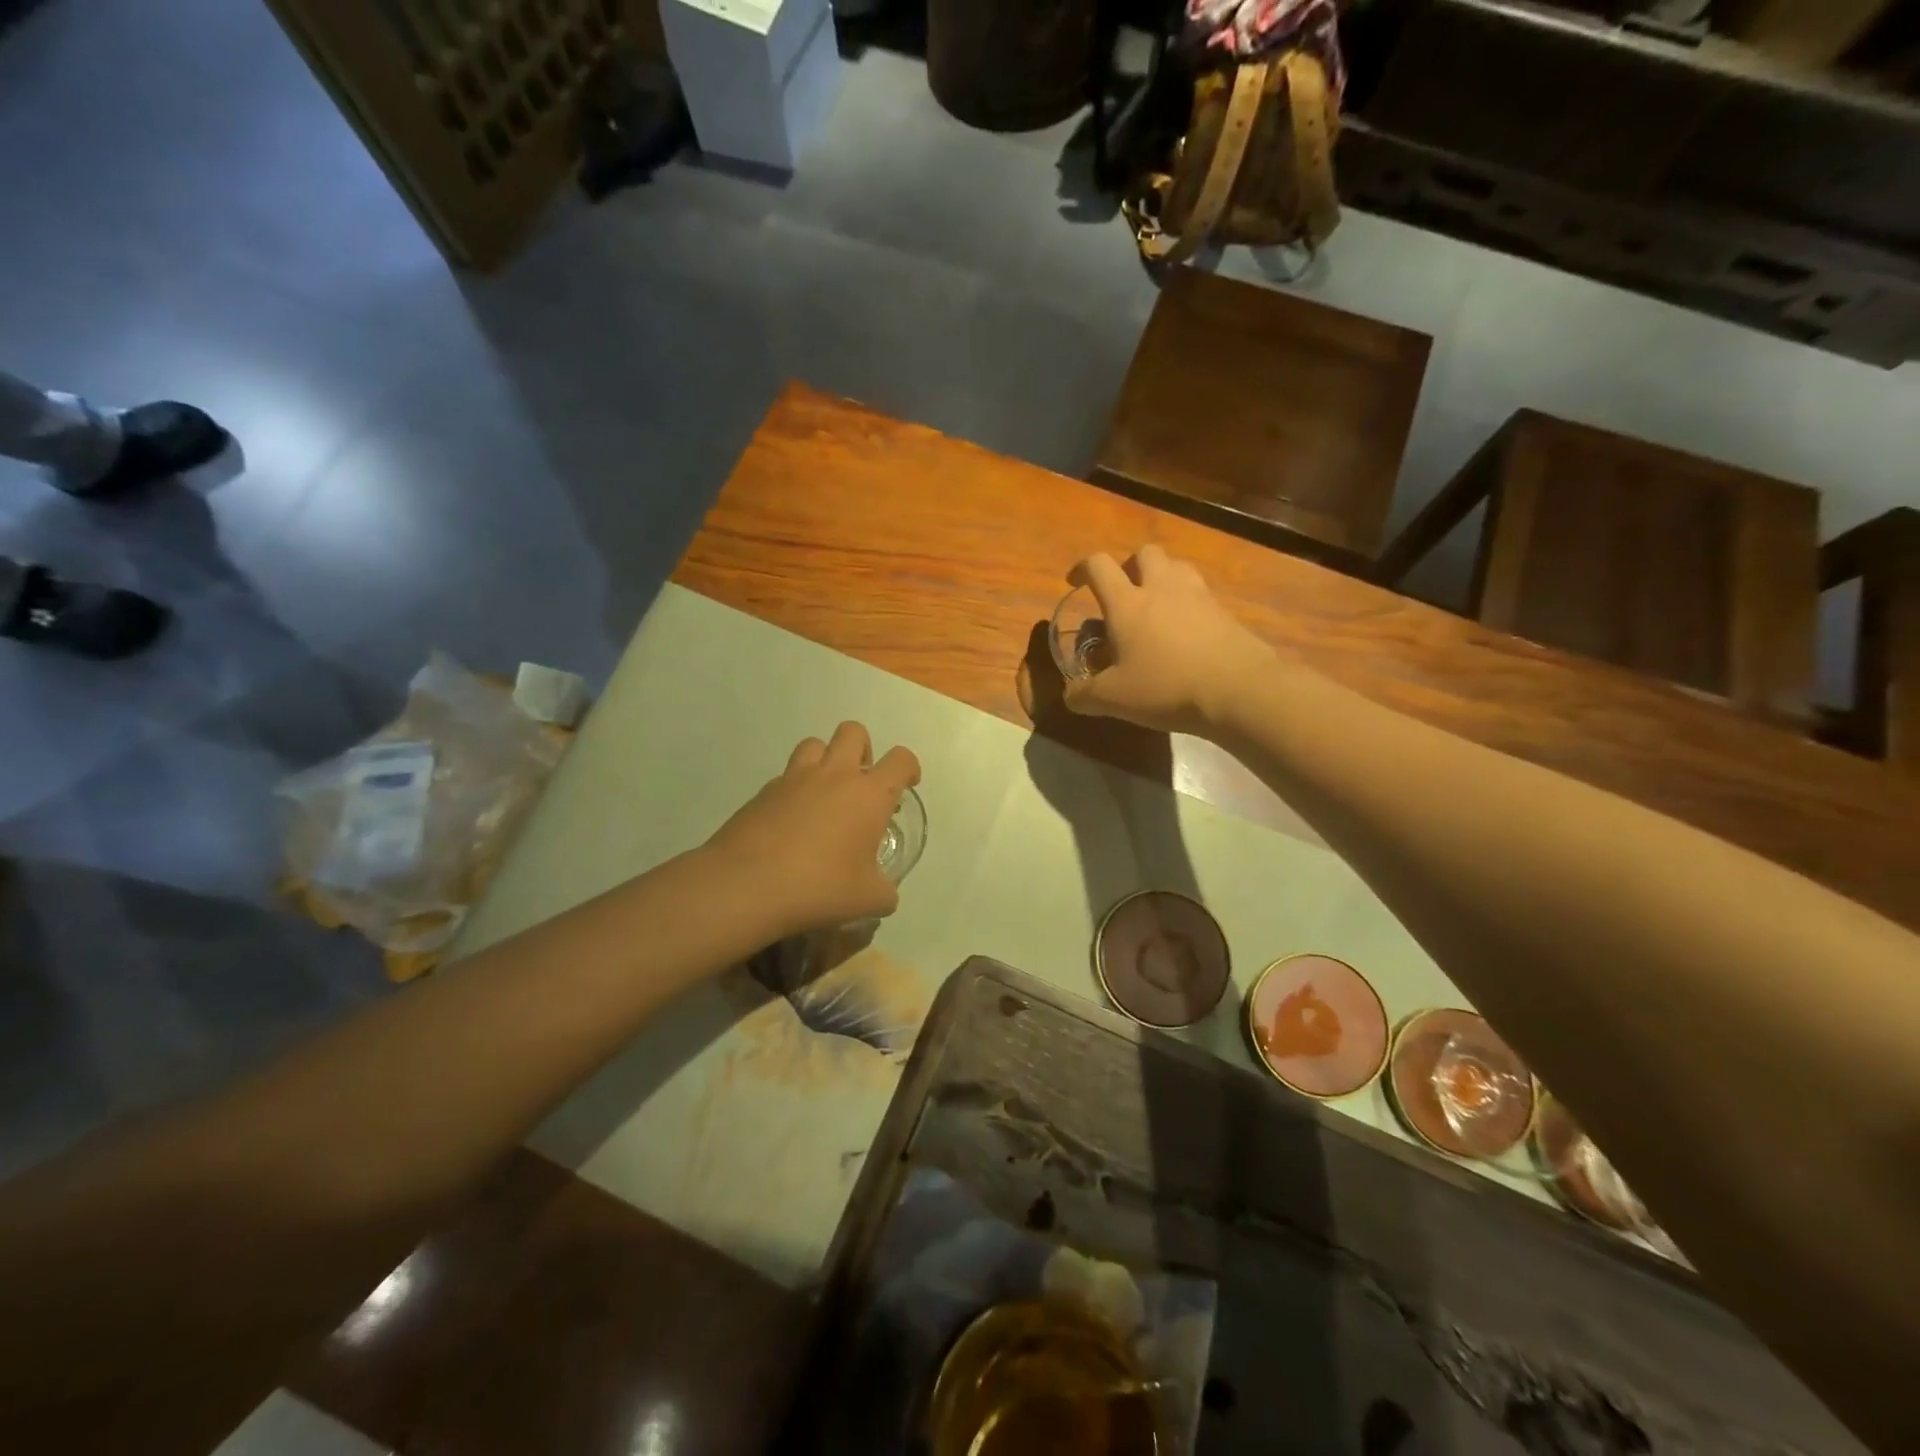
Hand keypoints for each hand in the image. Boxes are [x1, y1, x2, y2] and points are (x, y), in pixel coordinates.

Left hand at [705, 721, 921, 935]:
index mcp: (868, 795)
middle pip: (854, 732)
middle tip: (860, 784)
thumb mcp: (867, 900)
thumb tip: (886, 894)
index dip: (908, 768)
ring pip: (814, 743)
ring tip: (824, 794)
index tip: (906, 785)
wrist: (746, 885)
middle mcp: (834, 775)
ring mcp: (794, 779)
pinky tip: (791, 821)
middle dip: (863, 750)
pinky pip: (785, 776)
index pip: (900, 760)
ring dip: (825, 760)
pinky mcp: (763, 792)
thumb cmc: (819, 887)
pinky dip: (794, 789)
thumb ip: (885, 892)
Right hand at [1063, 546, 1272, 736]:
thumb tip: (1070, 696)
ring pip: (1177, 566)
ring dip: (1162, 577)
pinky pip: (1201, 593)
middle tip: (1124, 592)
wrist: (1237, 689)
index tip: (1075, 582)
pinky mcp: (1224, 611)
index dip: (1082, 568)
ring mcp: (1197, 595)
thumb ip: (1084, 695)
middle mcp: (1161, 588)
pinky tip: (1185, 631)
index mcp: (1127, 603)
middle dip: (1130, 565)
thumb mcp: (1114, 699)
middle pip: (1144, 553)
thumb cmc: (1166, 687)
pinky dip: (1188, 602)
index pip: (1099, 566)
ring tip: (1156, 605)